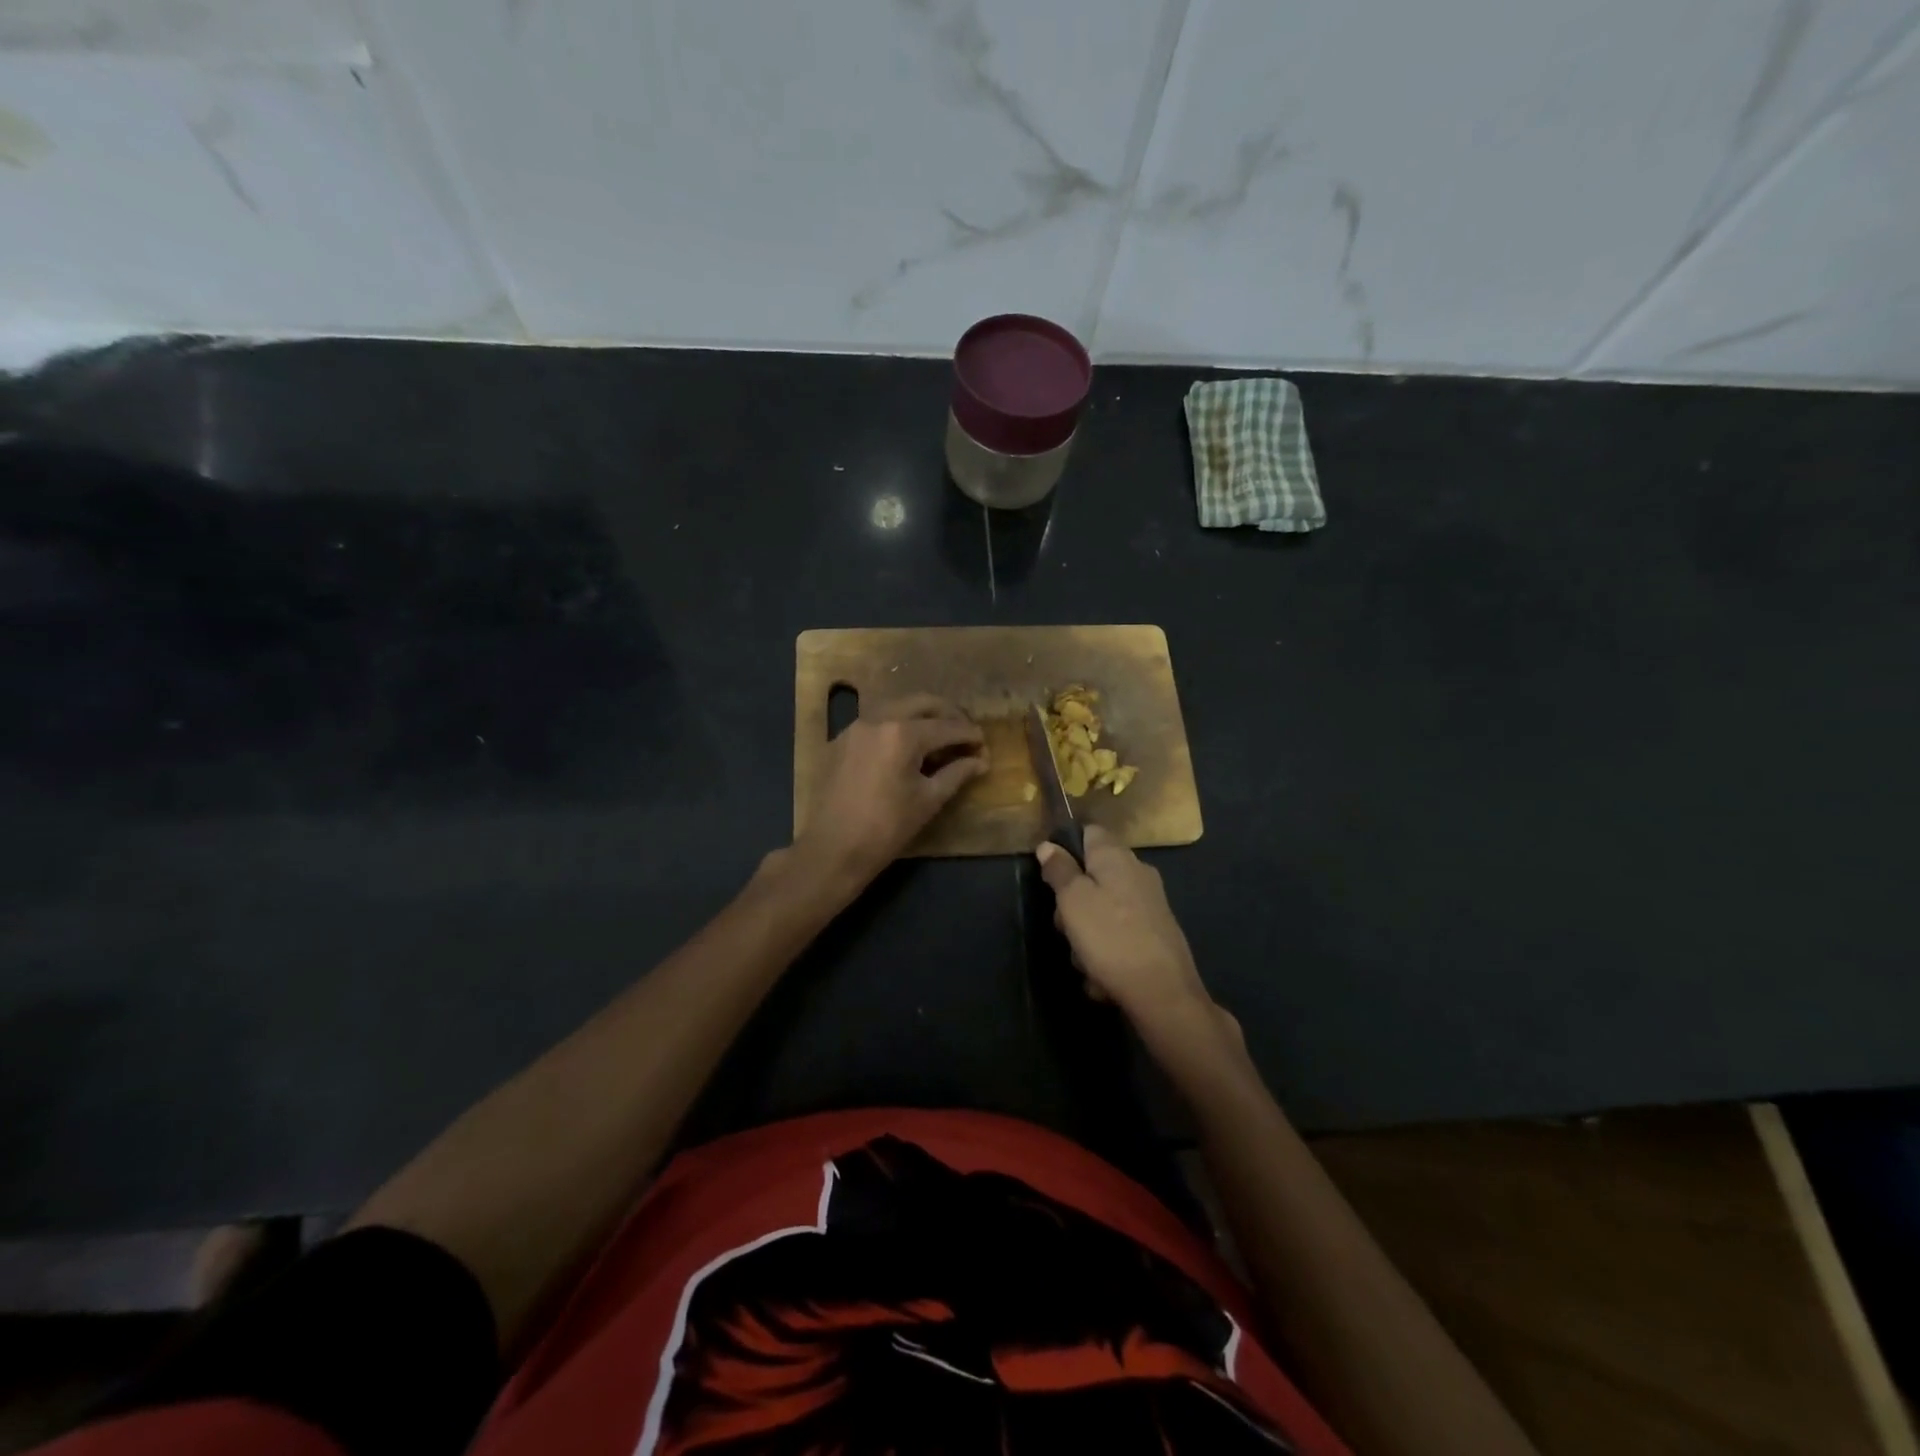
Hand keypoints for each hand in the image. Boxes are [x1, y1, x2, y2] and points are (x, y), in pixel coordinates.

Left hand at [792, 694, 986, 891]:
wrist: (832, 849)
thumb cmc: (886, 828)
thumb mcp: (928, 800)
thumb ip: (957, 773)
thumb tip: (981, 761)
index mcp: (902, 734)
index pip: (947, 727)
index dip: (970, 735)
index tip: (984, 745)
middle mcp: (878, 719)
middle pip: (922, 703)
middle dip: (948, 714)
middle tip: (964, 733)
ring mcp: (855, 727)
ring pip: (897, 707)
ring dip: (921, 716)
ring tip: (938, 738)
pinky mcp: (841, 740)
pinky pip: (876, 721)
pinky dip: (897, 725)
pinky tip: (906, 746)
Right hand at [1036, 827, 1240, 1056]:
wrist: (1163, 994)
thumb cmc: (1110, 938)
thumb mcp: (1072, 900)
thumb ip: (1059, 870)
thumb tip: (1048, 845)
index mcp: (1116, 856)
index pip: (1089, 832)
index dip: (1066, 848)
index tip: (1051, 876)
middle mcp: (1137, 873)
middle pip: (1092, 876)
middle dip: (1072, 902)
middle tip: (1065, 927)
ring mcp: (1150, 904)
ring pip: (1102, 910)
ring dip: (1086, 935)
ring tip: (1085, 960)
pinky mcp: (1156, 934)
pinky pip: (1119, 936)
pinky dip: (1107, 954)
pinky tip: (1103, 978)